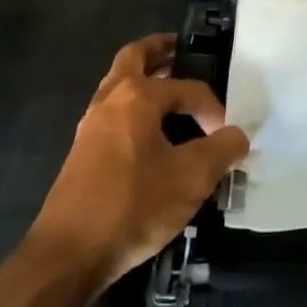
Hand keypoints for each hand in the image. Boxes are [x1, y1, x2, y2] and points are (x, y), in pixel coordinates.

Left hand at [28, 34, 249, 290]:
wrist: (68, 255)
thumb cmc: (133, 205)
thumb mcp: (191, 178)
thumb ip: (221, 150)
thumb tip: (238, 136)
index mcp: (137, 96)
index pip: (187, 87)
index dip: (212, 108)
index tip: (226, 137)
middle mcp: (110, 100)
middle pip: (134, 58)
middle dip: (160, 51)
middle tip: (182, 52)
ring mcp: (91, 126)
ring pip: (119, 85)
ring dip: (144, 80)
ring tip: (172, 91)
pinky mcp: (83, 153)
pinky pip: (114, 113)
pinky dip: (134, 109)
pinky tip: (151, 135)